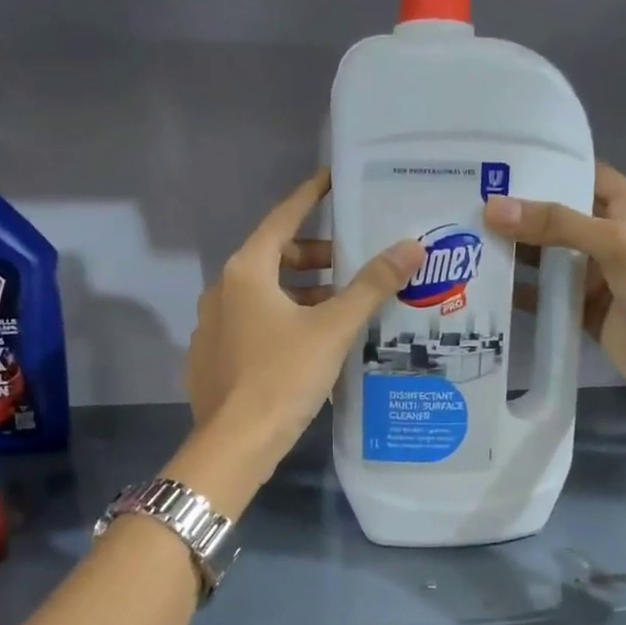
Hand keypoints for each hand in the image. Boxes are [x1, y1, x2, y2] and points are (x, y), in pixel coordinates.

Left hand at [186, 169, 421, 454]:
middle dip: (316, 258)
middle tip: (354, 264)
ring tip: (343, 308)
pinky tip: (311, 346)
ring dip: (303, 295)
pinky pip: (254, 326)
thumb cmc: (283, 377)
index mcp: (247, 272)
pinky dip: (283, 323)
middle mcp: (222, 291)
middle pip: (275, 259)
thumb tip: (411, 246)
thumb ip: (372, 286)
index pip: (283, 219)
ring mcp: (213, 327)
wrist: (236, 444)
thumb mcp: (333, 329)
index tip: (332, 179)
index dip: (310, 197)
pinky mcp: (214, 359)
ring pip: (265, 297)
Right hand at [486, 163, 625, 405]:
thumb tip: (494, 208)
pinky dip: (523, 292)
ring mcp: (597, 276)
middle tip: (473, 204)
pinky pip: (547, 296)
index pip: (585, 176)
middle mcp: (612, 238)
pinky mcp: (584, 309)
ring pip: (550, 258)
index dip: (550, 168)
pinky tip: (489, 286)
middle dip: (523, 213)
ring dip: (518, 252)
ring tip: (470, 240)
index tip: (504, 165)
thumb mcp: (613, 243)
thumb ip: (556, 224)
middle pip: (560, 218)